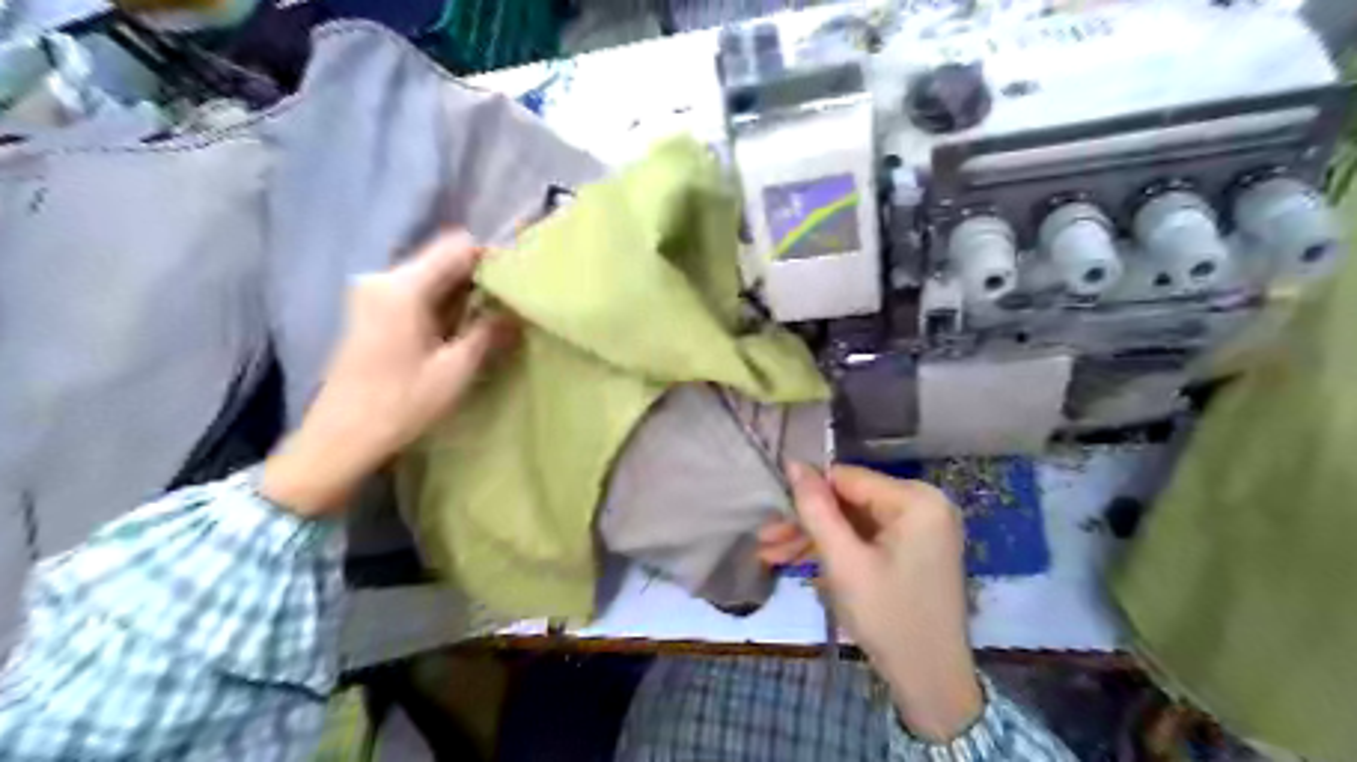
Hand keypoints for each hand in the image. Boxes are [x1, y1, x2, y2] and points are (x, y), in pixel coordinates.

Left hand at [263, 231, 517, 517]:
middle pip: (442, 260)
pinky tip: (462, 330)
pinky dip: (443, 305)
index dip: (491, 259)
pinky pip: (417, 293)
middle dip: (479, 278)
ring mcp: (374, 294)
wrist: (341, 437)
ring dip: (463, 294)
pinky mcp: (372, 311)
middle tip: (512, 305)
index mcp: (403, 287)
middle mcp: (384, 279)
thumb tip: (517, 314)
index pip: (456, 247)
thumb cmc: (401, 403)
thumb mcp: (455, 370)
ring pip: (431, 277)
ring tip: (494, 319)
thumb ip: (488, 333)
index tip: (518, 283)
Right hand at [763, 467, 988, 740]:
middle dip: (806, 522)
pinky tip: (798, 564)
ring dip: (814, 539)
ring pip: (853, 522)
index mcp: (916, 500)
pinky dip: (836, 551)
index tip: (769, 509)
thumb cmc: (888, 618)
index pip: (847, 478)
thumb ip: (817, 510)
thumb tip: (793, 463)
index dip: (806, 491)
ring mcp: (919, 529)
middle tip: (764, 539)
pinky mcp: (912, 550)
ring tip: (769, 555)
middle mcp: (923, 504)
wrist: (932, 684)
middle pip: (849, 501)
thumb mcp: (844, 562)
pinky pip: (866, 539)